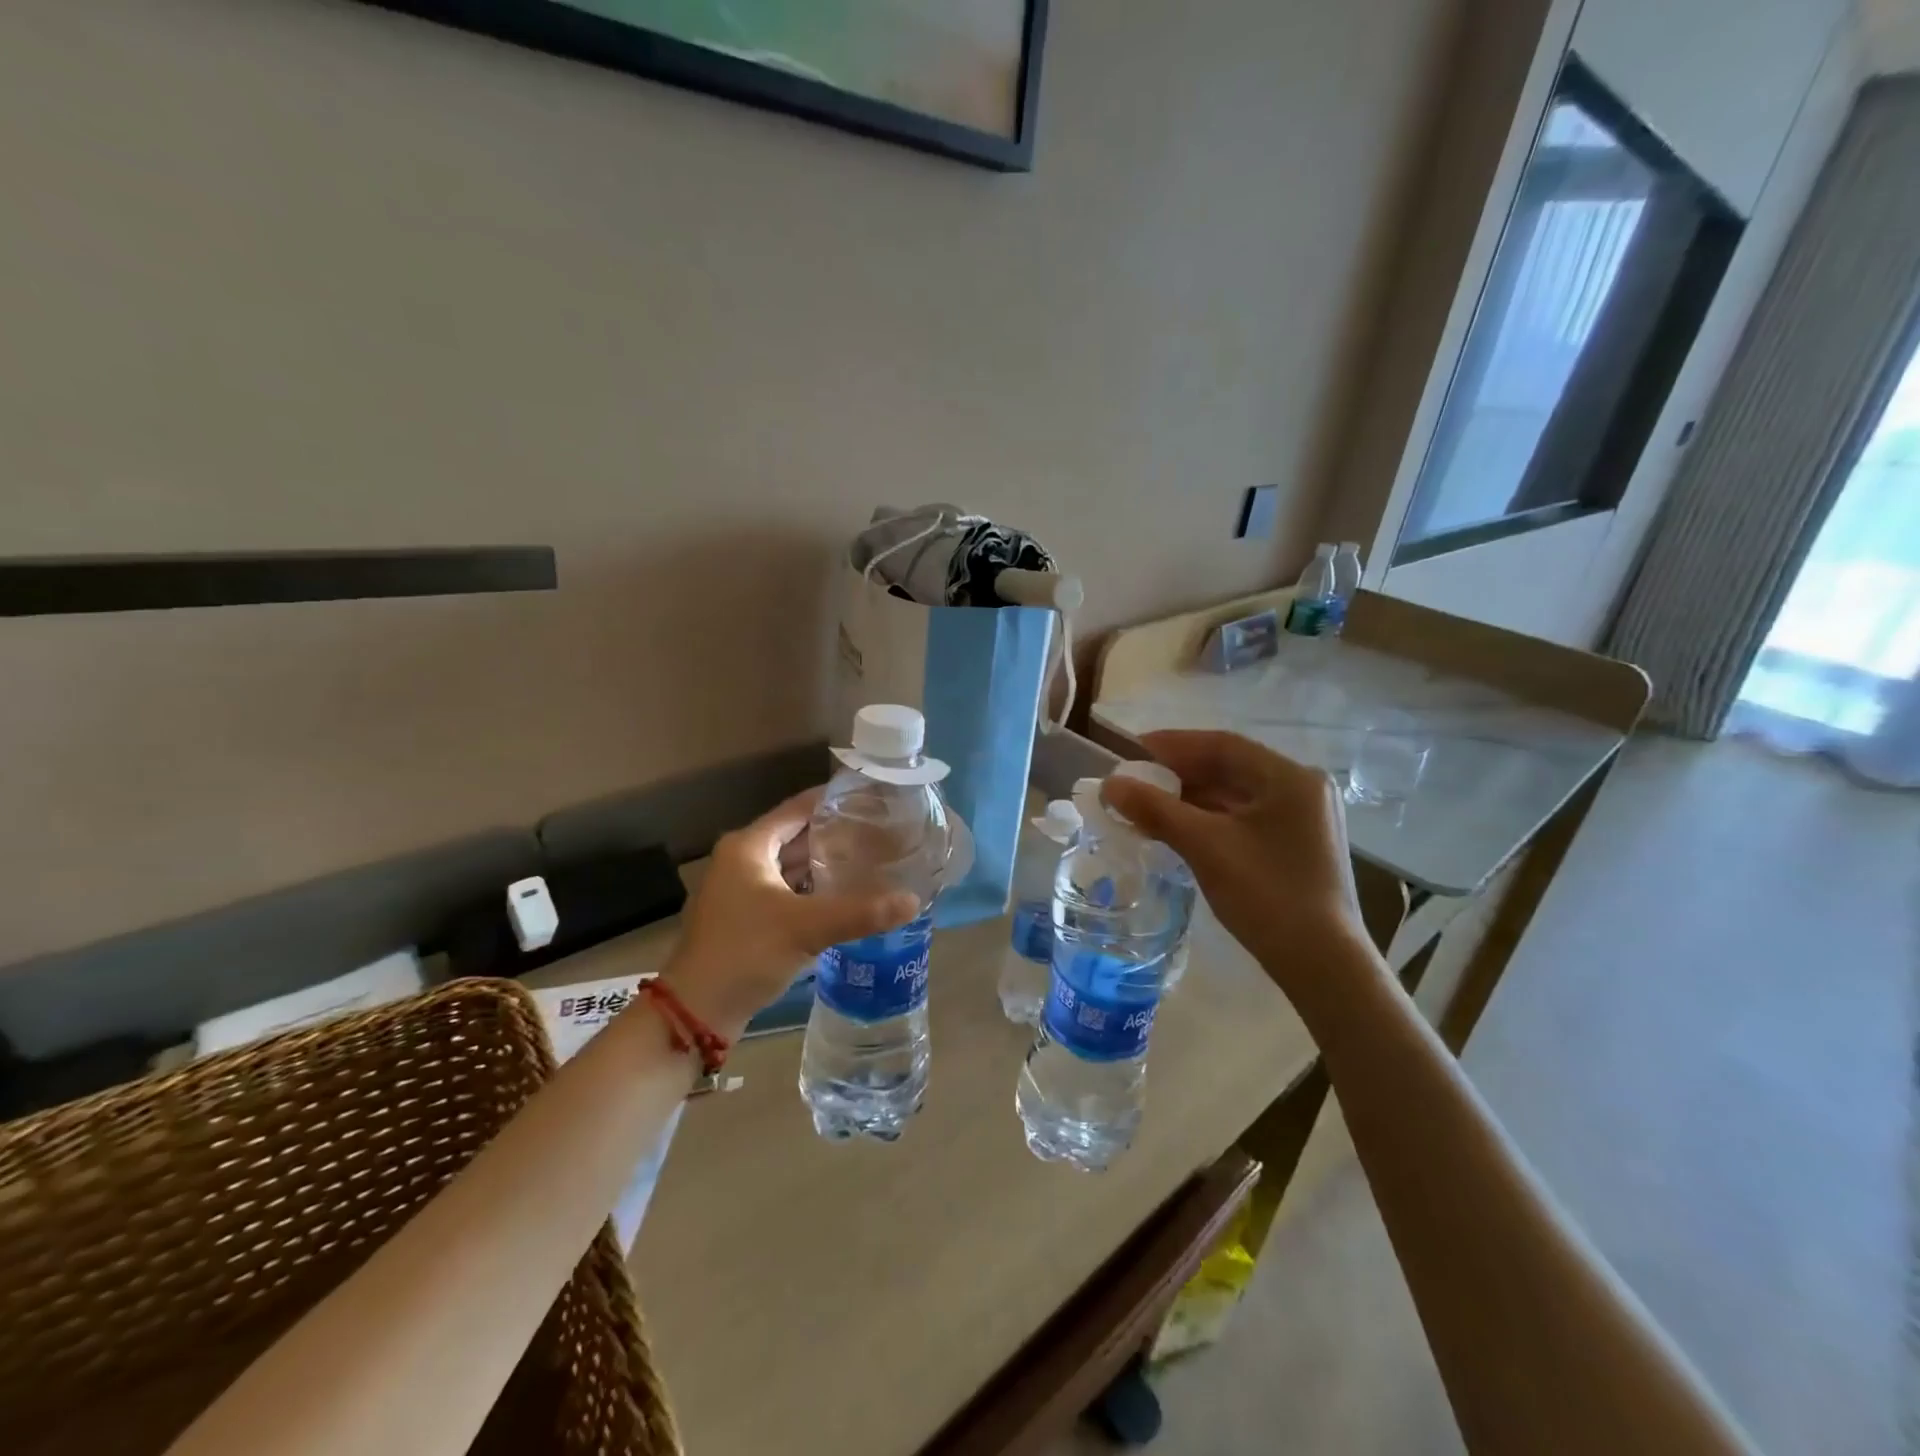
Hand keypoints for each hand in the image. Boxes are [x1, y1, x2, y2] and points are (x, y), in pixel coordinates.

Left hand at [657, 788, 919, 1038]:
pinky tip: (842, 896)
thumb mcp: (806, 928)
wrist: (696, 1012)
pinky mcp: (745, 917)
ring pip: (791, 865)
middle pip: (795, 835)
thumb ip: (861, 912)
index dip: (833, 800)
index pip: (798, 808)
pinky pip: (786, 890)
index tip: (871, 798)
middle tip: (879, 831)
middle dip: (835, 834)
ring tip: (869, 859)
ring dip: (824, 863)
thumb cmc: (745, 952)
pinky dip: (812, 889)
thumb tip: (913, 901)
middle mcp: (741, 859)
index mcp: (748, 846)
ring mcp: (740, 889)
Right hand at [1103, 731, 1376, 999]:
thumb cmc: (1267, 895)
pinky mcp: (1295, 846)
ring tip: (1146, 806)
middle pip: (1230, 768)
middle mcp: (1302, 790)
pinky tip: (1176, 829)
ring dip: (1190, 799)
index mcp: (1290, 778)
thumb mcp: (1205, 846)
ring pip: (1235, 796)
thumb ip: (1156, 809)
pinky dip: (1208, 820)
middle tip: (1134, 781)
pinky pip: (1243, 819)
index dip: (1173, 744)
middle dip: (1178, 774)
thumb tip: (1110, 784)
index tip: (1132, 751)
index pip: (1223, 745)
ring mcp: (1302, 820)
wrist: (1322, 965)